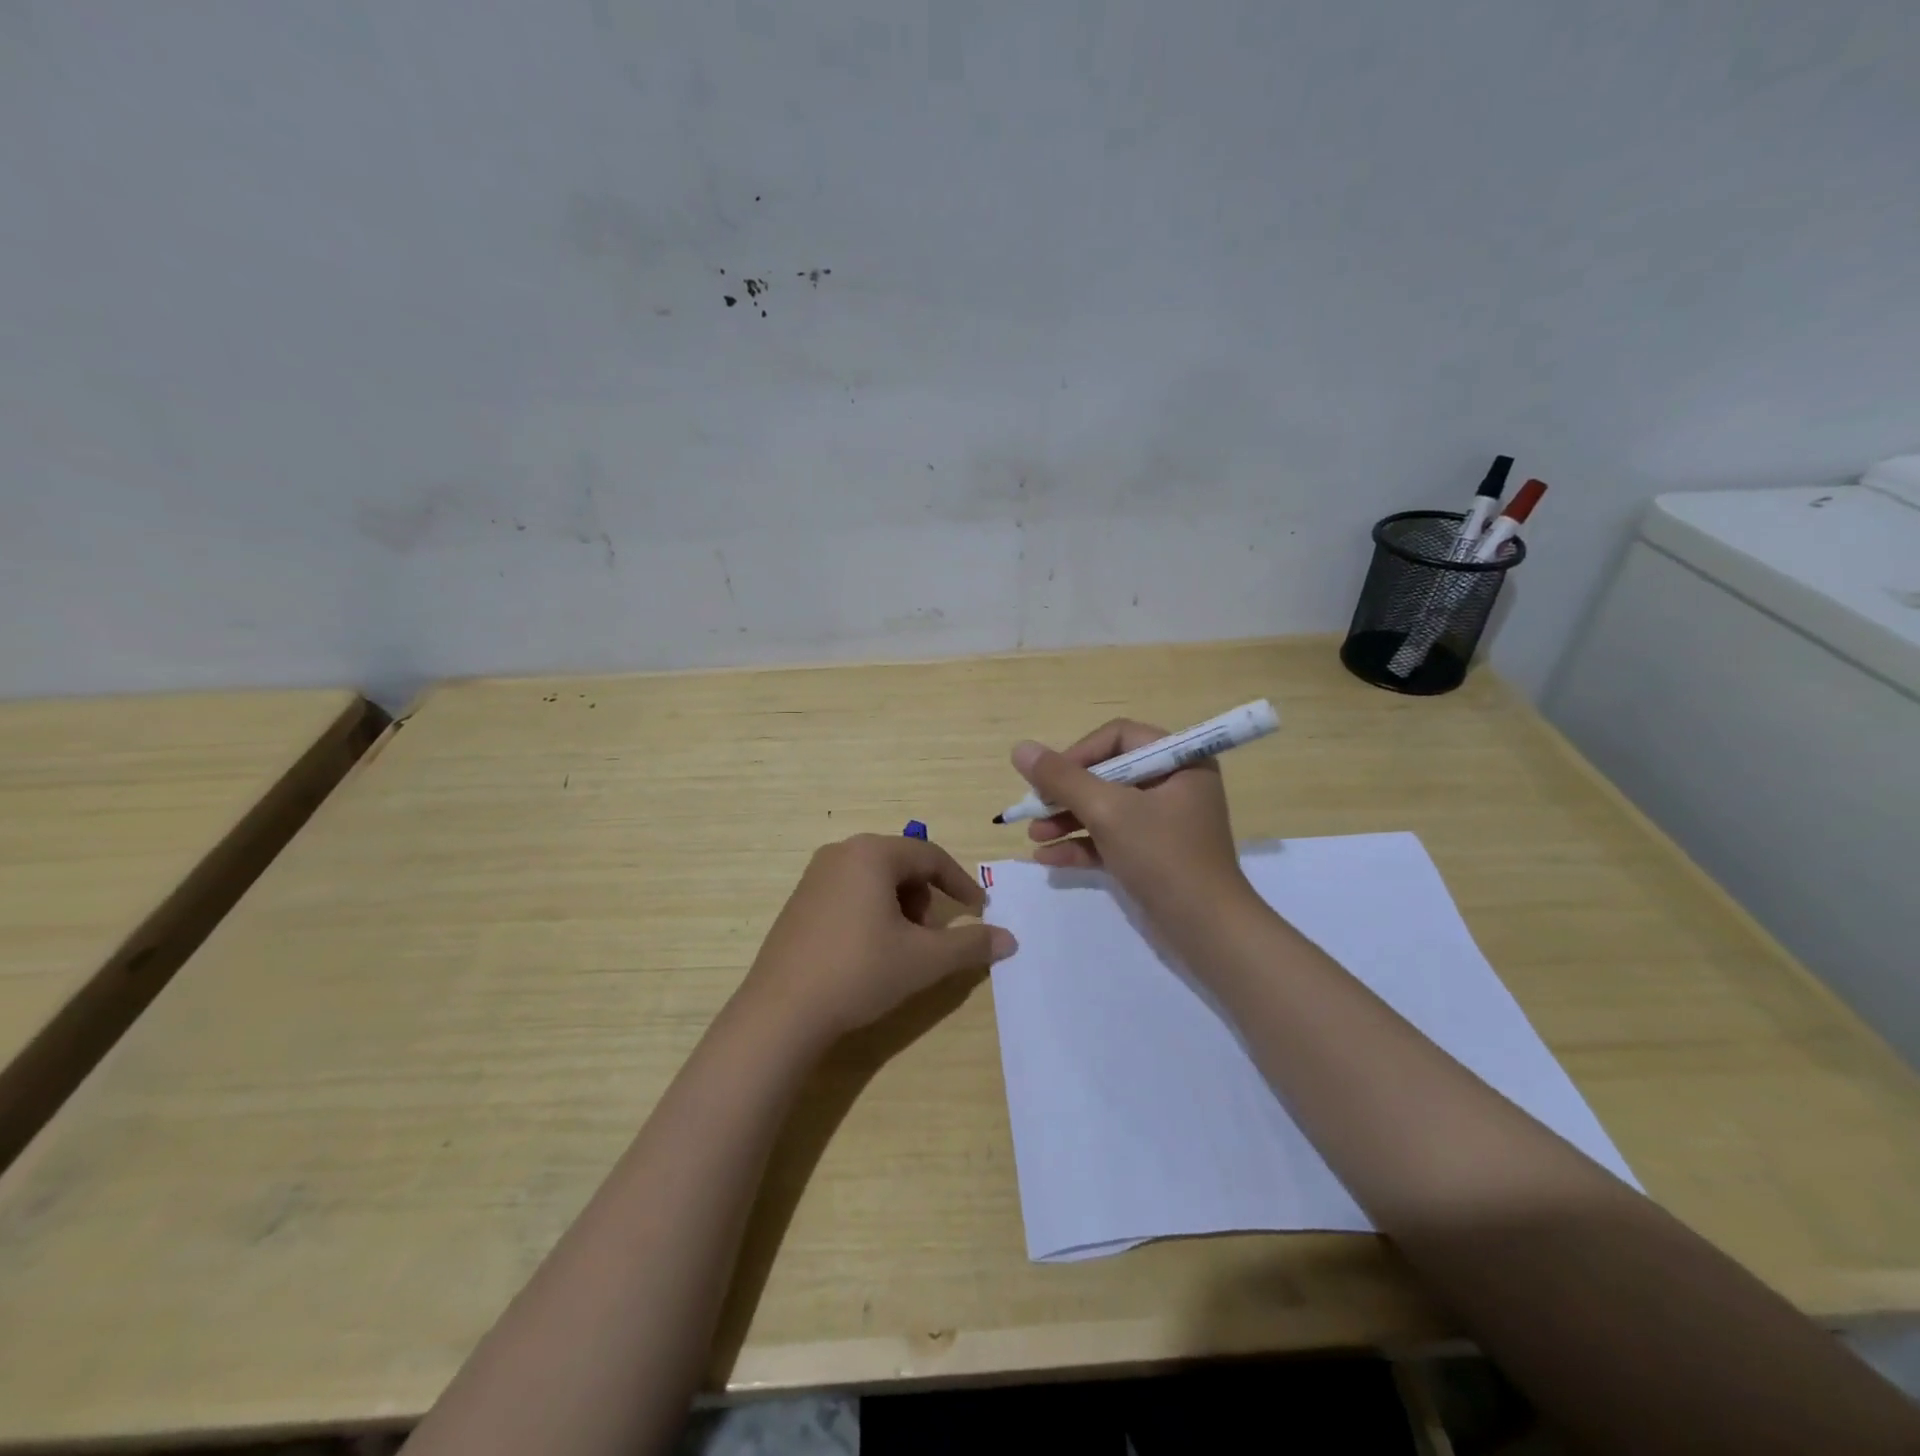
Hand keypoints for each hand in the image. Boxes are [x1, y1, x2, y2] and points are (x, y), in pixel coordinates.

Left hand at [740, 834, 1016, 1047]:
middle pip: (901, 864)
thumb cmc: (859, 972)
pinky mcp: (799, 901)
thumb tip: (1010, 940)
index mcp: (872, 854)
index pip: (930, 856)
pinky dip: (872, 911)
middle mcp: (841, 853)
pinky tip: (867, 950)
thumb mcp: (924, 960)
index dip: (960, 882)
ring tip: (900, 946)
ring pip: (875, 878)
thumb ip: (970, 944)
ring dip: (900, 905)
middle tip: (930, 935)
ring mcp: (814, 875)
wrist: (781, 1012)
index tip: (979, 909)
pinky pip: (849, 891)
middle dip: (925, 896)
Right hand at [1013, 720, 1248, 923]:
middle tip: (1034, 808)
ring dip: (1067, 820)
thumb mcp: (1108, 811)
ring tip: (1033, 836)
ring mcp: (1163, 823)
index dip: (1080, 753)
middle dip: (1067, 793)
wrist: (1206, 930)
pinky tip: (1047, 858)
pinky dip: (1081, 845)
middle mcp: (1174, 785)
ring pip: (1106, 809)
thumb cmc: (1162, 856)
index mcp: (1179, 761)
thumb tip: (1020, 748)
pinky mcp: (1153, 855)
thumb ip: (1062, 778)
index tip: (1050, 778)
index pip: (1119, 737)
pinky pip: (1111, 839)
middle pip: (1108, 774)